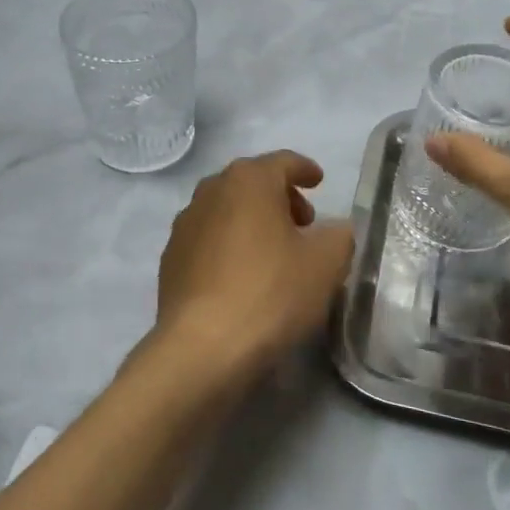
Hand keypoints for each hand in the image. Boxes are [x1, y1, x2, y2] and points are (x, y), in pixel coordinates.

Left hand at [152, 151, 354, 386]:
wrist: (203, 347)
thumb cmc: (271, 292)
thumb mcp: (326, 263)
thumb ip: (339, 235)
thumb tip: (334, 230)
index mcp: (248, 179)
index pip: (283, 162)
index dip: (305, 170)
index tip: (319, 182)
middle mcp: (211, 191)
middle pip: (252, 183)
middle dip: (280, 197)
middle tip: (304, 224)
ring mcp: (184, 225)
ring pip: (227, 210)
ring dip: (252, 222)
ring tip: (274, 252)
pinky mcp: (170, 259)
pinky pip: (208, 240)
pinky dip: (229, 246)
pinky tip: (242, 276)